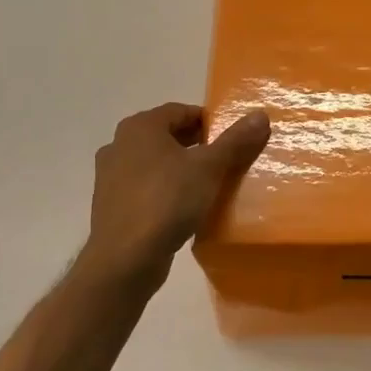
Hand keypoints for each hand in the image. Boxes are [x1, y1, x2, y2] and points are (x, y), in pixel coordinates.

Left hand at [80, 102, 270, 290]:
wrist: (124, 259)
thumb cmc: (167, 201)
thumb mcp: (209, 168)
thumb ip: (235, 140)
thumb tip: (260, 115)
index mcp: (140, 127)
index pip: (180, 111)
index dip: (208, 121)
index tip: (231, 138)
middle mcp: (119, 144)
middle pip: (167, 135)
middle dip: (196, 145)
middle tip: (224, 160)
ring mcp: (110, 176)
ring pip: (155, 162)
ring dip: (180, 168)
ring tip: (207, 184)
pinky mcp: (110, 205)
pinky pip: (144, 187)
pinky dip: (164, 190)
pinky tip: (183, 208)